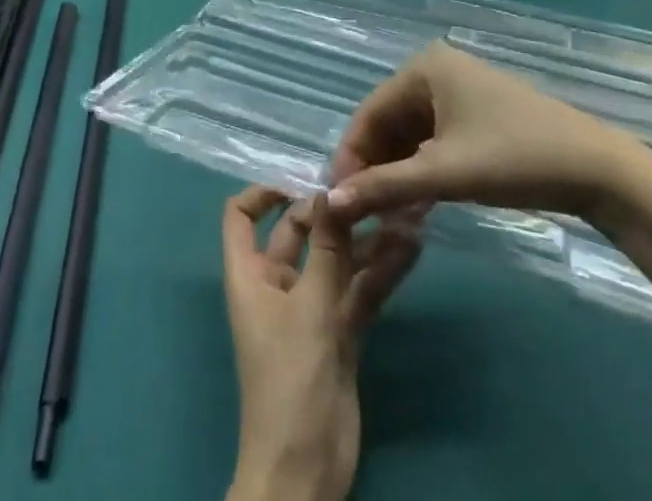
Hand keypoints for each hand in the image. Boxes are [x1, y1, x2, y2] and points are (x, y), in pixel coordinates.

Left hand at [222, 188, 420, 500]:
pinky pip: (359, 290)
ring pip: (337, 261)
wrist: (305, 472)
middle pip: (300, 232)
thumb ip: (327, 249)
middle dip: (333, 212)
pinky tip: (410, 250)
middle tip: (372, 189)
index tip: (303, 180)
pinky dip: (381, 272)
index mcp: (251, 274)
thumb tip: (331, 190)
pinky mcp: (340, 333)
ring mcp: (310, 309)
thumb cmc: (290, 379)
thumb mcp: (309, 307)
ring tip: (404, 212)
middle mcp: (277, 284)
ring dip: (366, 241)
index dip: (263, 192)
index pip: (241, 217)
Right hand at [327, 43, 651, 228]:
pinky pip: (435, 139)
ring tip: (388, 216)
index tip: (337, 201)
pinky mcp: (478, 114)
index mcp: (423, 67)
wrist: (597, 170)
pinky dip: (423, 170)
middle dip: (375, 167)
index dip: (351, 157)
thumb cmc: (514, 158)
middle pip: (389, 122)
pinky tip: (417, 205)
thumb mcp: (444, 174)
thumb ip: (384, 186)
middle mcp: (436, 70)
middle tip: (364, 215)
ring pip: (411, 134)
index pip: (369, 112)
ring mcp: (459, 91)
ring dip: (398, 173)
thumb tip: (330, 201)